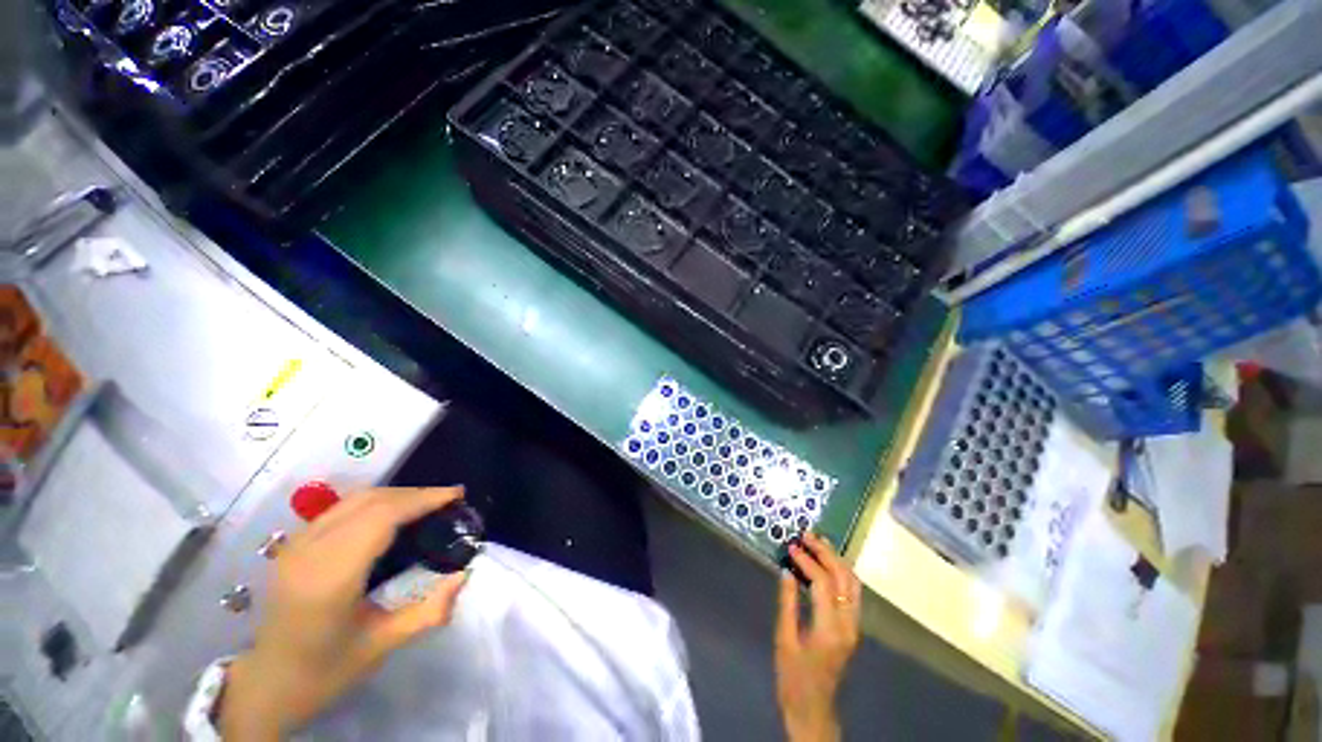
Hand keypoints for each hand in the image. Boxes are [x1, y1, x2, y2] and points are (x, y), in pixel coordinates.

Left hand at [220, 487, 469, 739]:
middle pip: (370, 500)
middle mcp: (309, 552)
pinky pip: (342, 508)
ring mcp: (296, 545)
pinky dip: (376, 501)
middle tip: (448, 499)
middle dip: (415, 494)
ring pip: (355, 499)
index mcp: (329, 579)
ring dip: (396, 495)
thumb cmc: (326, 669)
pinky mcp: (294, 544)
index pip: (381, 518)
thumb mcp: (382, 646)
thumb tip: (463, 575)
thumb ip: (428, 611)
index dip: (422, 499)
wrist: (268, 682)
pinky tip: (392, 515)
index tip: (456, 495)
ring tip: (426, 504)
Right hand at [775, 533, 861, 741]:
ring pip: (853, 583)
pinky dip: (840, 572)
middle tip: (806, 535)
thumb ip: (787, 602)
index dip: (807, 561)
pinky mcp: (852, 627)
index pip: (823, 584)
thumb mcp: (784, 639)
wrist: (813, 708)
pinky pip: (852, 592)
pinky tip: (826, 563)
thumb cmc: (793, 677)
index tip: (791, 546)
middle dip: (826, 553)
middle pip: (844, 578)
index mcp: (829, 630)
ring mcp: (854, 626)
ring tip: (817, 542)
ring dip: (836, 559)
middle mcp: (848, 625)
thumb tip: (787, 570)